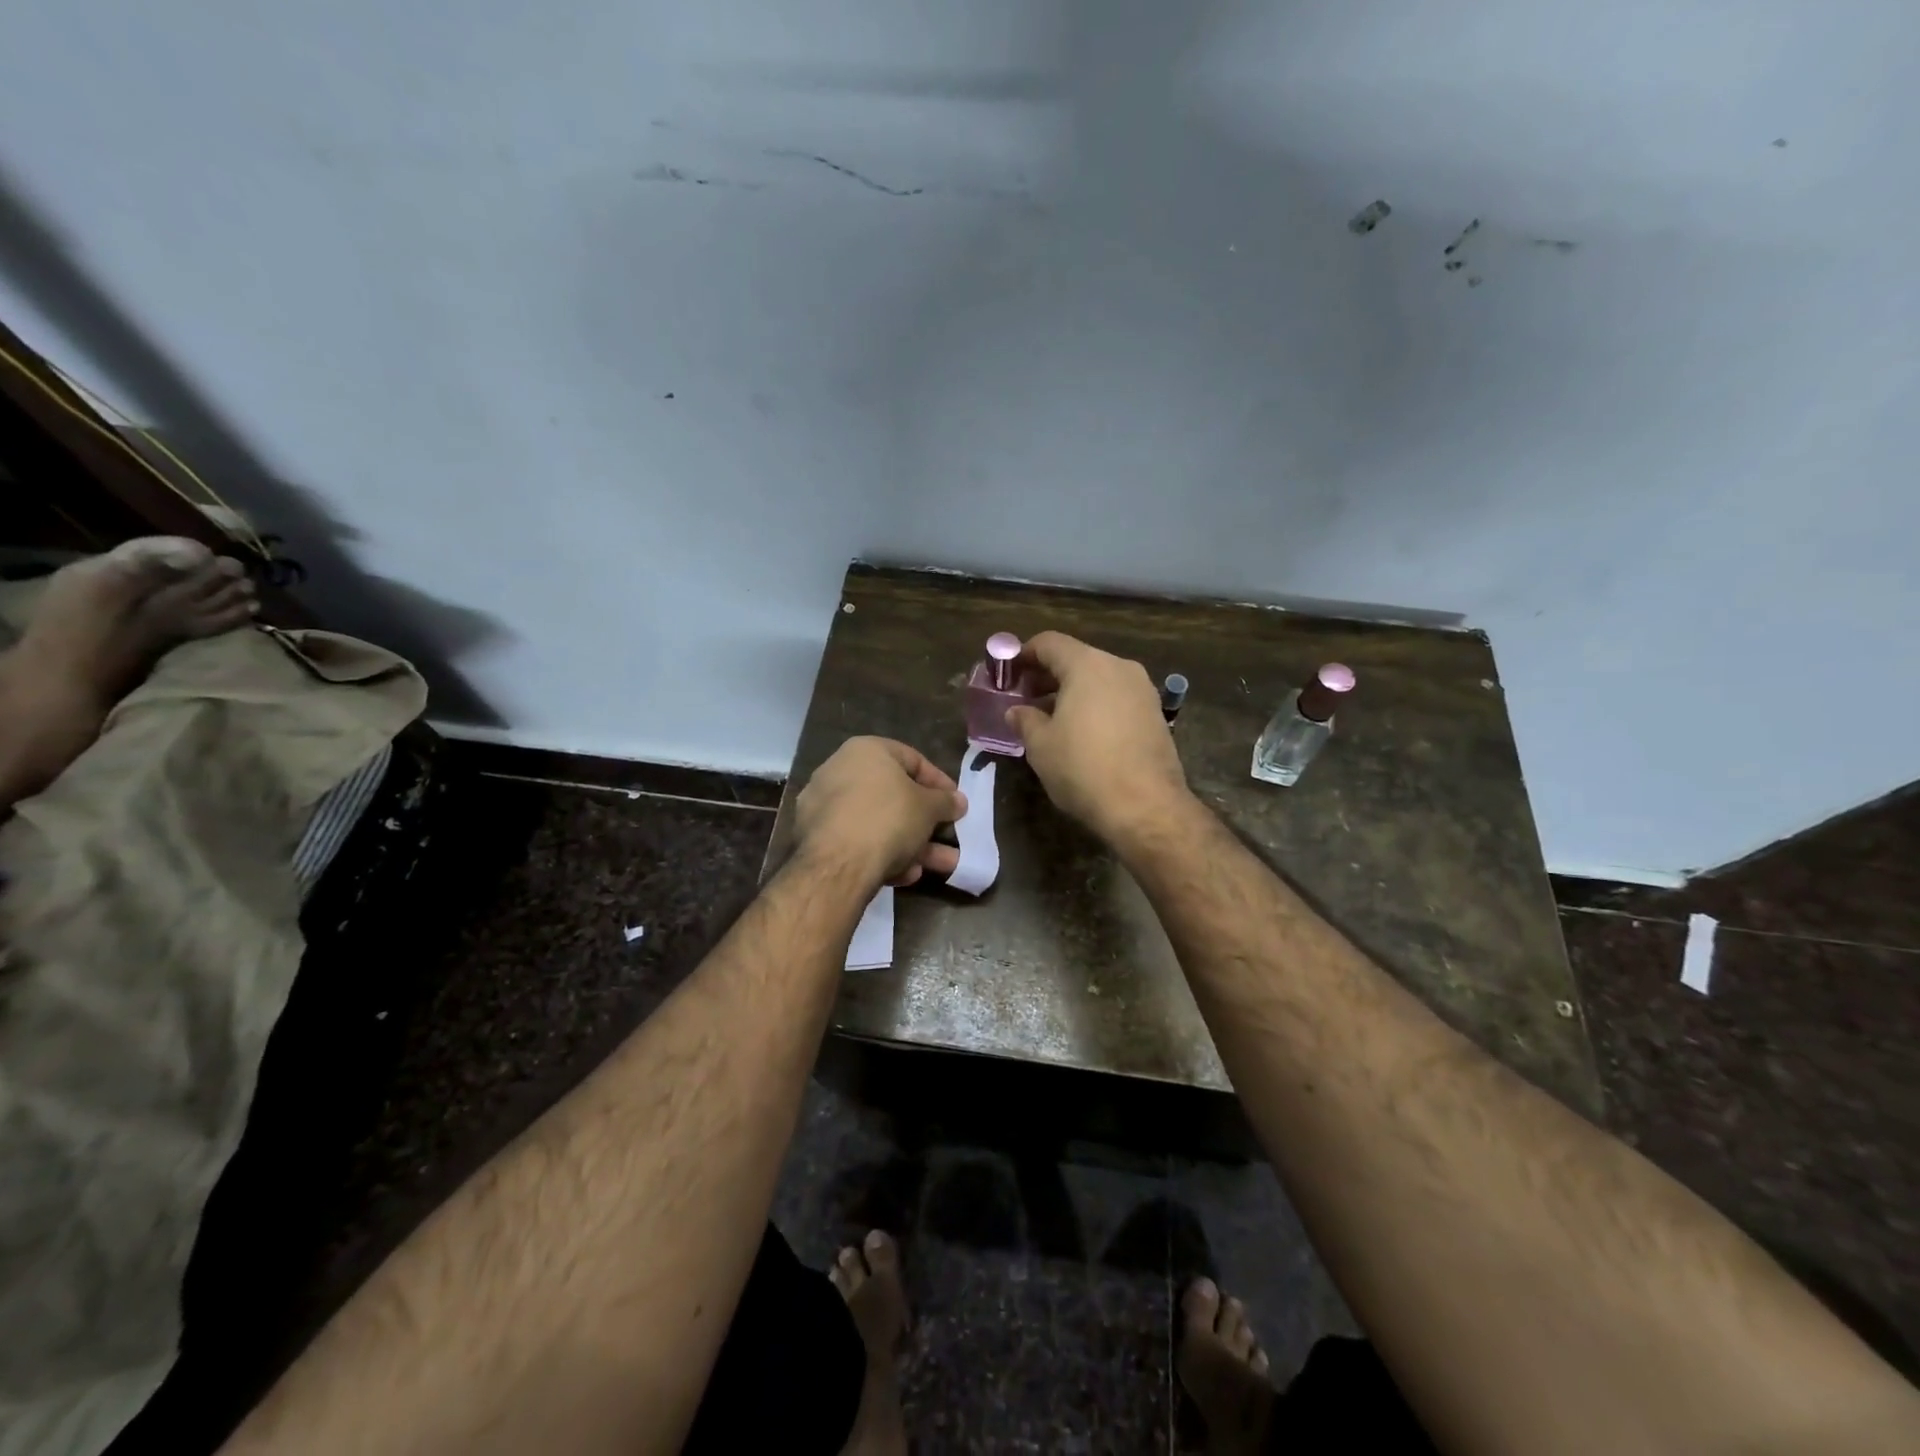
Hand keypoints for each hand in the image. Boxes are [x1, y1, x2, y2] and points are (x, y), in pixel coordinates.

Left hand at [792, 737, 967, 889]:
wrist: (838, 864)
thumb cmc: (889, 819)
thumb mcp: (929, 808)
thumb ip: (945, 802)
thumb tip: (958, 801)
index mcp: (865, 751)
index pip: (912, 759)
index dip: (939, 783)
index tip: (956, 804)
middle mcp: (839, 771)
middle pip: (894, 796)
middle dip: (926, 821)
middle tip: (948, 836)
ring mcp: (824, 806)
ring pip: (878, 823)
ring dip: (912, 844)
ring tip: (941, 865)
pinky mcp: (816, 839)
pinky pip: (859, 842)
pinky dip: (883, 855)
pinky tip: (905, 875)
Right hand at [1007, 631, 1191, 846]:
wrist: (1146, 807)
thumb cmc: (1084, 768)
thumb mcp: (1041, 745)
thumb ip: (1025, 720)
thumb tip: (1016, 711)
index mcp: (1088, 665)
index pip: (1049, 643)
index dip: (1023, 654)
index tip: (1007, 673)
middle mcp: (1119, 667)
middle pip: (1076, 658)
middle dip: (1047, 675)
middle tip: (1023, 698)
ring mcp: (1143, 690)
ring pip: (1098, 679)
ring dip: (1071, 692)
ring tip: (1049, 718)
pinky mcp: (1155, 714)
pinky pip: (1116, 698)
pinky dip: (1095, 705)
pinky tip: (1081, 732)